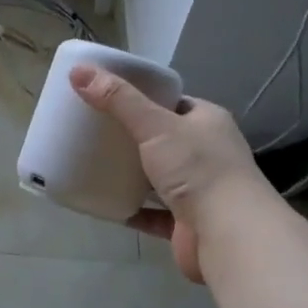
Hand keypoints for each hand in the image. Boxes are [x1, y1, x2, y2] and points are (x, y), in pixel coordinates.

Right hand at [70, 66, 264, 283]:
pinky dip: (131, 209)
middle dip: (133, 138)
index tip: (110, 98)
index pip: (174, 103)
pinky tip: (104, 203)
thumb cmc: (198, 170)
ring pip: (158, 178)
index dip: (145, 98)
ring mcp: (199, 191)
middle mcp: (208, 154)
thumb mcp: (154, 126)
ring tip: (94, 164)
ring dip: (132, 174)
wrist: (229, 235)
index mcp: (208, 122)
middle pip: (164, 140)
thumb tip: (78, 71)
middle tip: (94, 132)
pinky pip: (152, 213)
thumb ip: (118, 100)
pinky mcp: (186, 224)